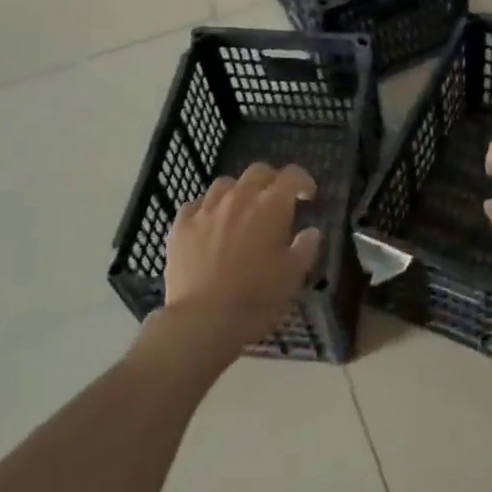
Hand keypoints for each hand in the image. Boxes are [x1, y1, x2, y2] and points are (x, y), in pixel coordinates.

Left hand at [160, 163, 318, 357]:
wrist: (203, 320)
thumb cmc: (256, 298)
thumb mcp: (293, 276)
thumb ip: (305, 247)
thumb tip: (310, 231)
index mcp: (271, 206)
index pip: (292, 176)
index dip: (303, 181)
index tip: (307, 195)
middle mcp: (239, 197)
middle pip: (258, 172)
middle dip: (271, 181)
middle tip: (275, 200)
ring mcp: (207, 209)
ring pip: (225, 184)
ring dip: (238, 192)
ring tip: (240, 211)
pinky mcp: (181, 225)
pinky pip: (196, 205)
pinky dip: (208, 209)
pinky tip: (210, 225)